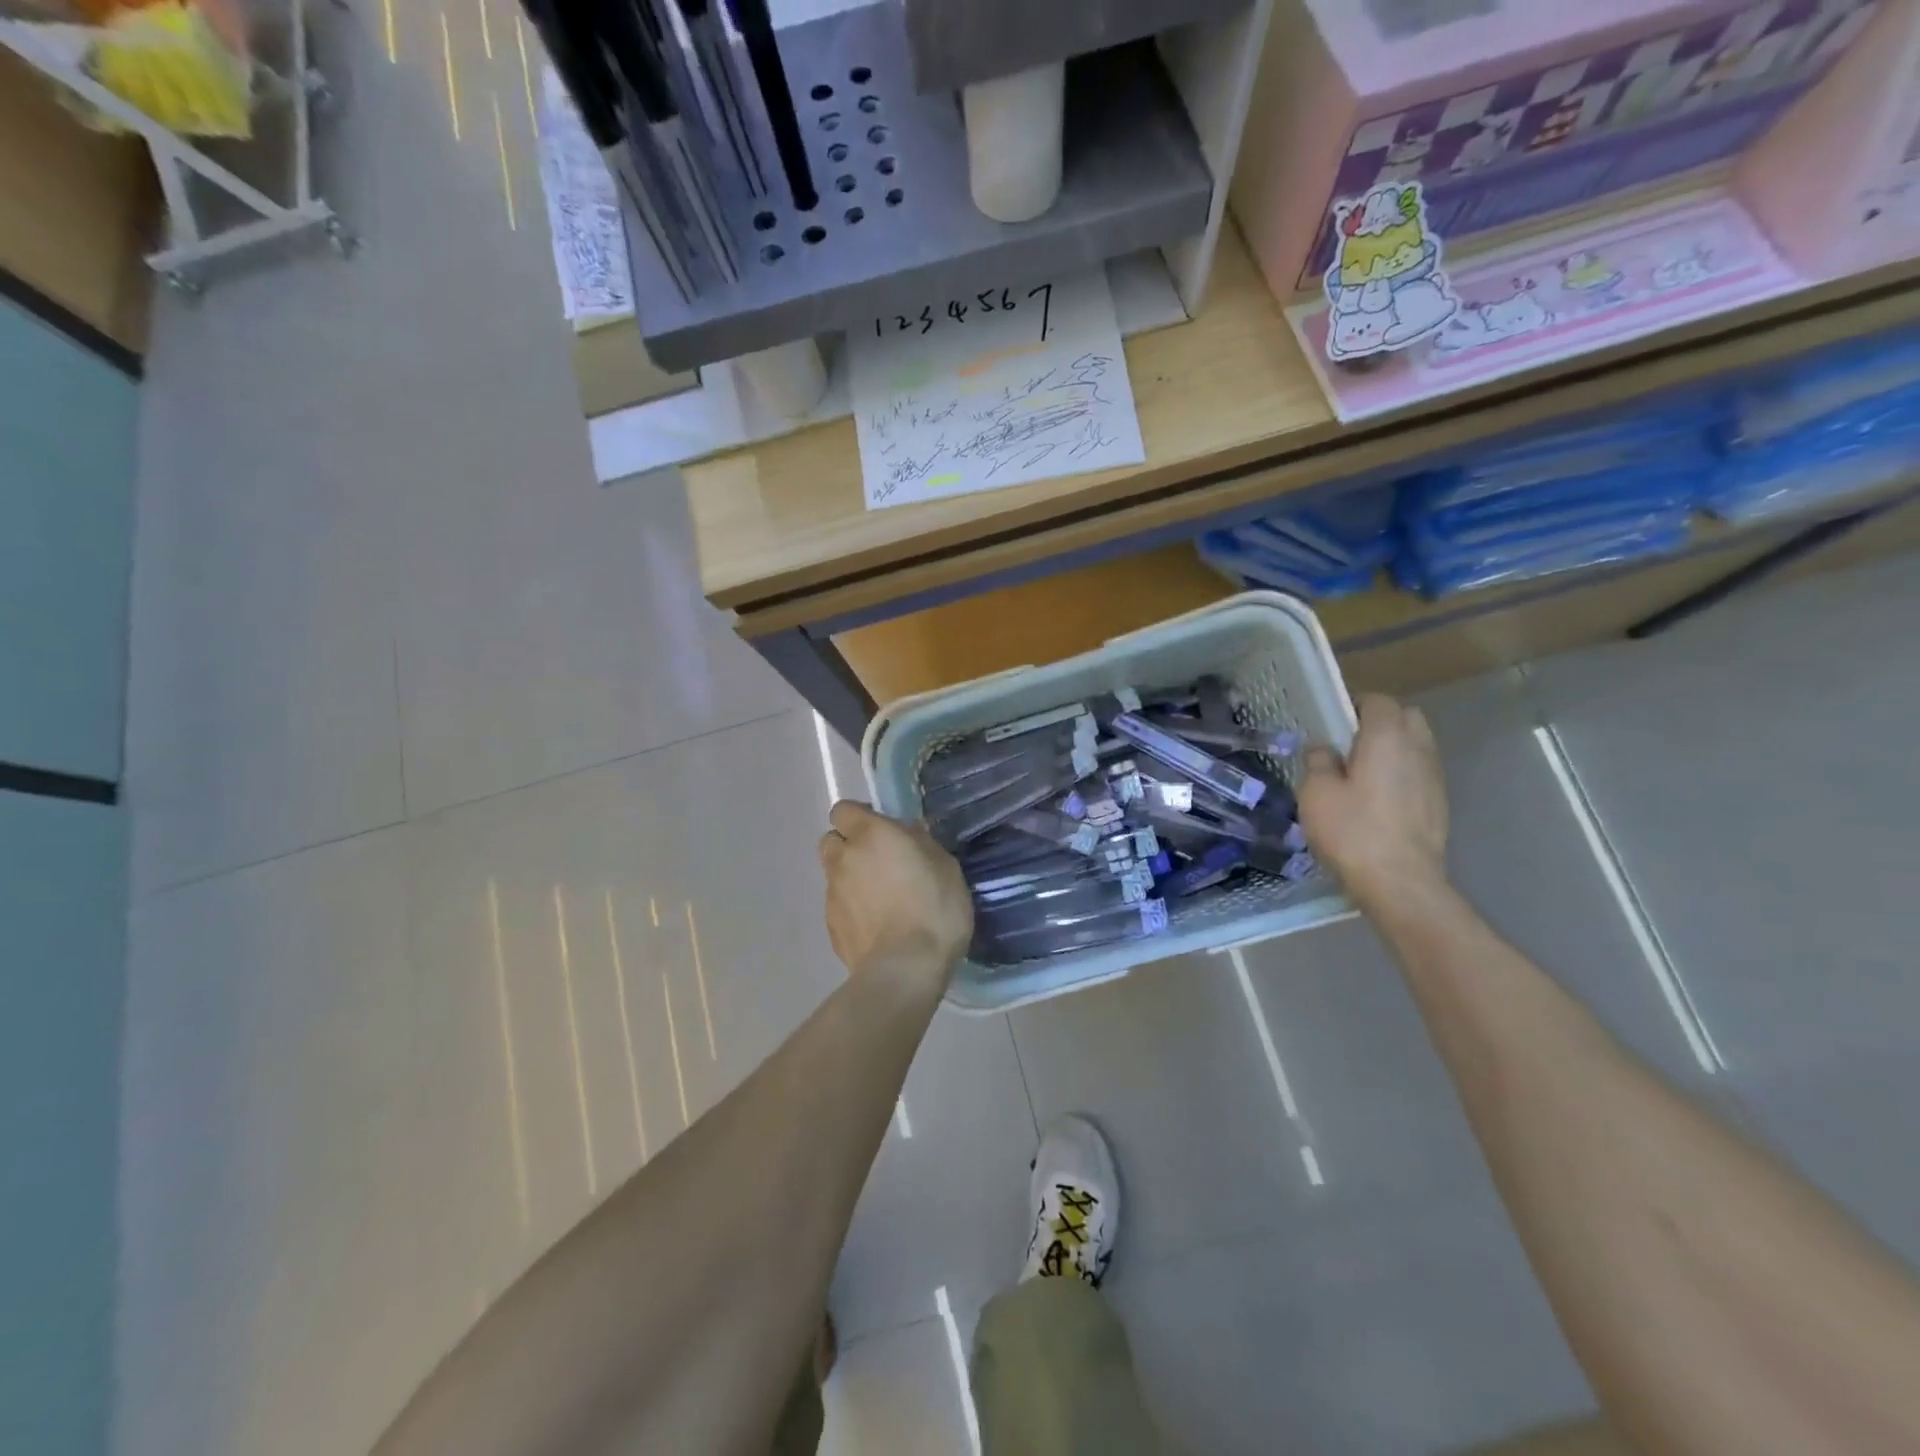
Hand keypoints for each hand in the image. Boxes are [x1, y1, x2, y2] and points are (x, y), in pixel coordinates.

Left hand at [818, 801, 972, 993]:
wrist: (904, 969)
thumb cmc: (933, 908)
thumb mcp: (946, 866)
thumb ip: (922, 843)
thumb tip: (909, 833)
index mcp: (870, 834)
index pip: (843, 809)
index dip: (859, 817)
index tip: (882, 829)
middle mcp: (843, 858)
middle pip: (832, 840)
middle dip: (849, 846)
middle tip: (879, 862)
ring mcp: (832, 894)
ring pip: (834, 875)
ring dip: (850, 879)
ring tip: (881, 899)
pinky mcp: (831, 927)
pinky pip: (838, 906)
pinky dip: (852, 909)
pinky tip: (877, 925)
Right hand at [1300, 694, 1449, 911]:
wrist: (1400, 882)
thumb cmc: (1352, 831)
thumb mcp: (1316, 793)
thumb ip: (1318, 761)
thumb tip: (1322, 747)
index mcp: (1387, 737)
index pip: (1378, 701)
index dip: (1354, 705)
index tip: (1332, 721)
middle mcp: (1418, 748)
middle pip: (1405, 717)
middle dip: (1380, 721)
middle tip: (1348, 743)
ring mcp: (1434, 777)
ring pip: (1416, 745)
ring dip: (1392, 749)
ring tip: (1361, 772)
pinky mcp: (1439, 803)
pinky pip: (1419, 772)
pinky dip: (1401, 773)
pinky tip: (1378, 799)